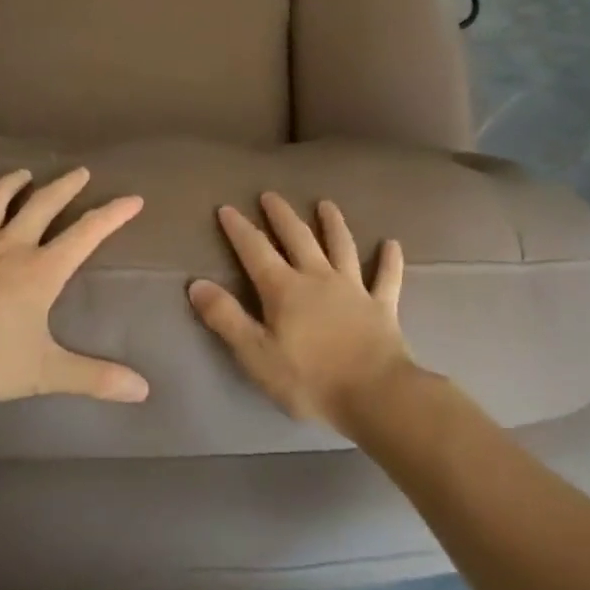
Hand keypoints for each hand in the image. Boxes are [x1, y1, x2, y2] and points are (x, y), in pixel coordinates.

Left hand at [0, 167, 150, 405]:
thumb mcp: (43, 372)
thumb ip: (93, 378)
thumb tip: (143, 390)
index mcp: (41, 271)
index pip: (86, 234)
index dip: (112, 215)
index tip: (133, 198)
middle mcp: (11, 246)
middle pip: (43, 204)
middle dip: (65, 186)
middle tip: (80, 172)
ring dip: (12, 183)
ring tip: (25, 174)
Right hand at [188, 193, 414, 431]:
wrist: (374, 394)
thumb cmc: (310, 379)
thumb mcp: (256, 354)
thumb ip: (226, 318)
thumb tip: (197, 284)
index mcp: (284, 290)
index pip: (255, 251)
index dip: (239, 229)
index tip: (227, 208)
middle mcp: (318, 278)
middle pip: (298, 238)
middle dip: (281, 215)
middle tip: (270, 195)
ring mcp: (353, 289)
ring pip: (342, 247)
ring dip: (333, 224)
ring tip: (326, 204)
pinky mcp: (382, 306)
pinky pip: (387, 278)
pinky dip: (389, 260)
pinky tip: (392, 244)